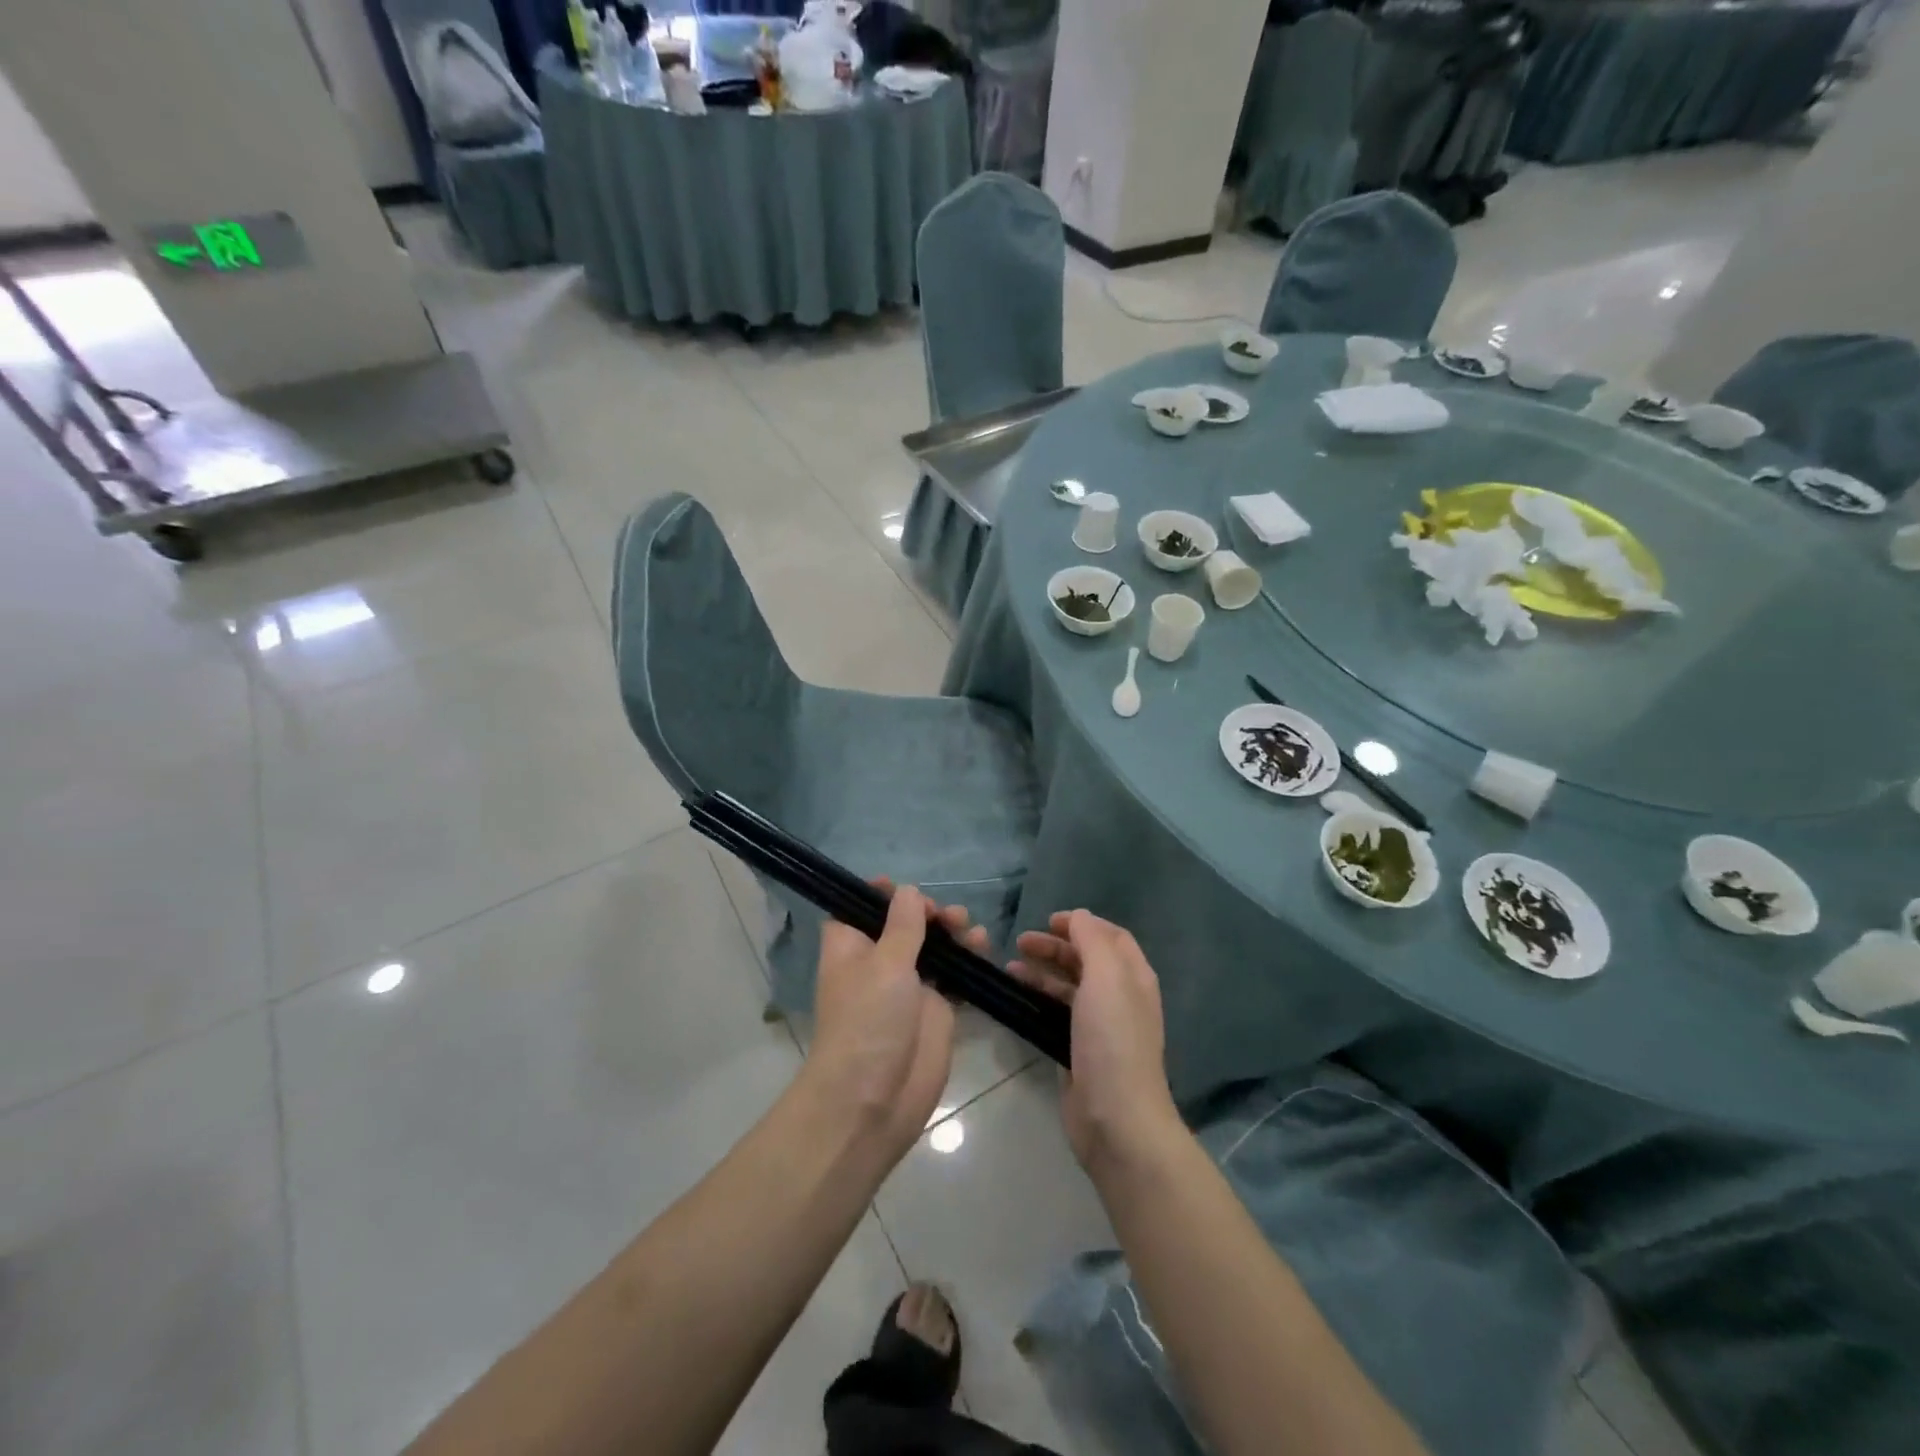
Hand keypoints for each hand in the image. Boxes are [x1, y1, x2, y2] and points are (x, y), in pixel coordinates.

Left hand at [806, 882, 985, 1158]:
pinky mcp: (935, 1010)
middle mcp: (877, 963)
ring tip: (968, 929)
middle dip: (927, 912)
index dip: (881, 895)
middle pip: (904, 924)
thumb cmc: (869, 1022)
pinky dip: (968, 961)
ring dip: (951, 933)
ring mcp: (907, 987)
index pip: (860, 909)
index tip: (906, 888)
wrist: (874, 1100)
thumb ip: (903, 926)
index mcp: (851, 947)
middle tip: (945, 916)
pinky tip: (983, 949)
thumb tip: (908, 891)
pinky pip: (954, 976)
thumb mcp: (885, 964)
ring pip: (933, 947)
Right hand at [1009, 910, 1180, 1169]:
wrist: (1116, 1117)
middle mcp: (1120, 997)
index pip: (1111, 936)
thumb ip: (1092, 940)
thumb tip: (1079, 917)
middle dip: (1055, 947)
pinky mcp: (1078, 1051)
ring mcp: (1099, 1027)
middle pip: (1086, 960)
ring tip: (1010, 968)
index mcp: (1133, 977)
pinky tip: (1016, 999)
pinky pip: (1056, 1014)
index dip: (1082, 924)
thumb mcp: (1106, 976)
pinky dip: (1038, 1000)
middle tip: (1020, 942)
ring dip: (1042, 972)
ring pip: (1068, 987)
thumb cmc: (1113, 1039)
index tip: (1048, 921)